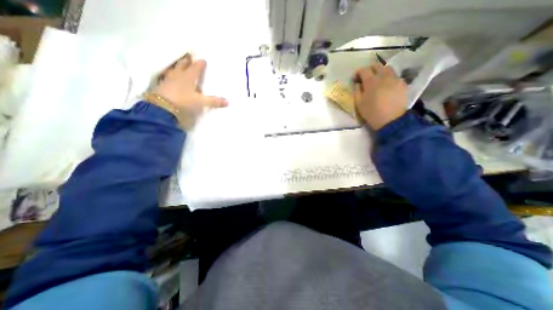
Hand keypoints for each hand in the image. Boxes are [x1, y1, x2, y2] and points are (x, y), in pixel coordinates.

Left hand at [152, 53, 228, 115]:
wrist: (162, 108)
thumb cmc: (183, 101)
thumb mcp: (201, 102)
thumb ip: (214, 101)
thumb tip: (228, 102)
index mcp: (188, 77)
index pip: (195, 68)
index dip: (200, 64)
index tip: (203, 60)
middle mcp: (177, 76)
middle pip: (182, 65)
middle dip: (186, 61)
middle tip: (189, 57)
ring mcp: (168, 80)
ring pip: (173, 70)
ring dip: (177, 67)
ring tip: (178, 65)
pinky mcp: (161, 87)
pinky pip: (166, 77)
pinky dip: (169, 76)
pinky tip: (169, 78)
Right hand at [357, 63, 407, 130]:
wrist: (391, 120)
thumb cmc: (371, 112)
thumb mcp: (359, 104)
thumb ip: (357, 91)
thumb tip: (358, 84)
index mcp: (371, 81)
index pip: (363, 70)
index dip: (358, 72)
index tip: (355, 78)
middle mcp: (384, 76)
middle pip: (376, 65)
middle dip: (369, 69)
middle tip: (365, 77)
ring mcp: (395, 78)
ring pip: (387, 68)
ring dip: (379, 72)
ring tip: (376, 80)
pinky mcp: (402, 83)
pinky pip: (394, 76)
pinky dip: (388, 78)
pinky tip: (386, 86)